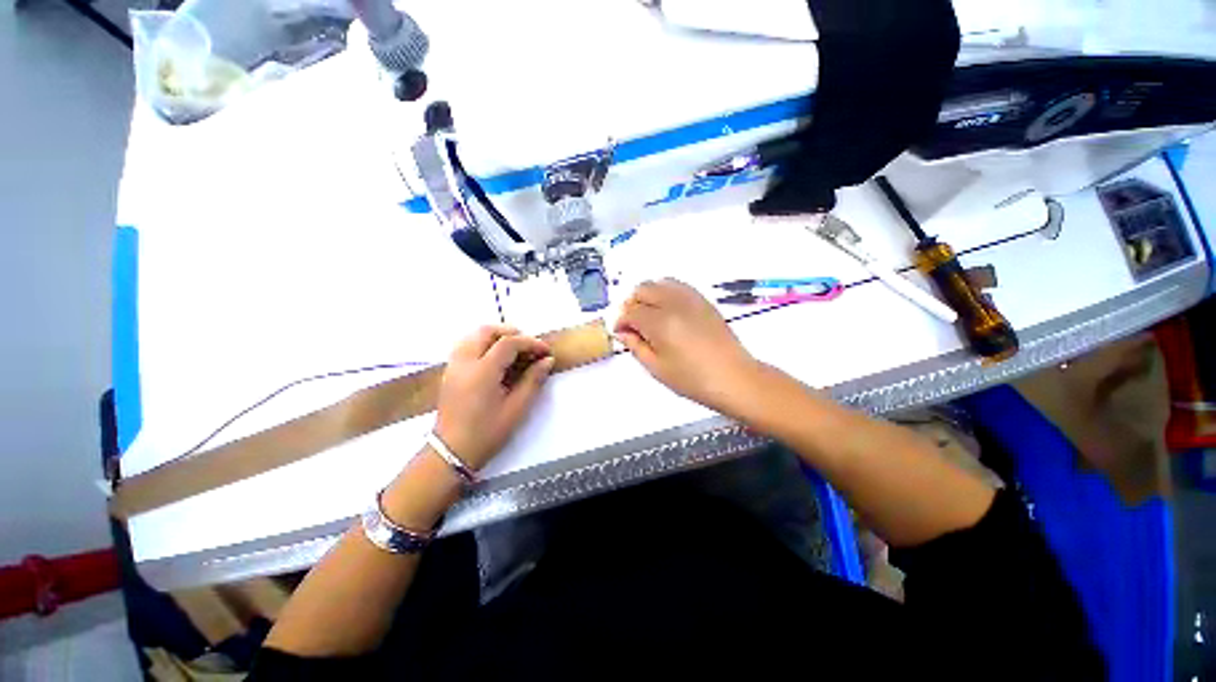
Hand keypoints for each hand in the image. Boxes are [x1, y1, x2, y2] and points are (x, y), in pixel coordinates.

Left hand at [434, 325, 554, 469]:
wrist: (451, 452)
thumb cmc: (487, 432)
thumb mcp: (517, 408)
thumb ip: (533, 380)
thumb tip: (547, 361)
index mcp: (482, 372)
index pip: (509, 343)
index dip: (530, 342)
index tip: (545, 351)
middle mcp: (465, 362)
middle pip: (487, 331)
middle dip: (512, 333)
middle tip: (529, 346)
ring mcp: (454, 365)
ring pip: (474, 335)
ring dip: (496, 336)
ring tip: (514, 350)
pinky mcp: (450, 370)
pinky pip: (466, 345)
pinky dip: (484, 343)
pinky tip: (496, 359)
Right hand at [614, 279, 759, 414]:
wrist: (733, 378)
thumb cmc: (692, 379)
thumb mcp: (656, 368)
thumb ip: (635, 346)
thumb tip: (623, 332)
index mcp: (660, 322)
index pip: (630, 311)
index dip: (621, 321)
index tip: (620, 332)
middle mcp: (674, 303)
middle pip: (642, 290)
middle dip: (632, 304)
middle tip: (633, 324)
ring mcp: (690, 298)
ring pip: (659, 282)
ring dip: (648, 296)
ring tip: (650, 316)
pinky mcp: (703, 300)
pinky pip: (677, 286)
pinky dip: (666, 293)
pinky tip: (668, 311)